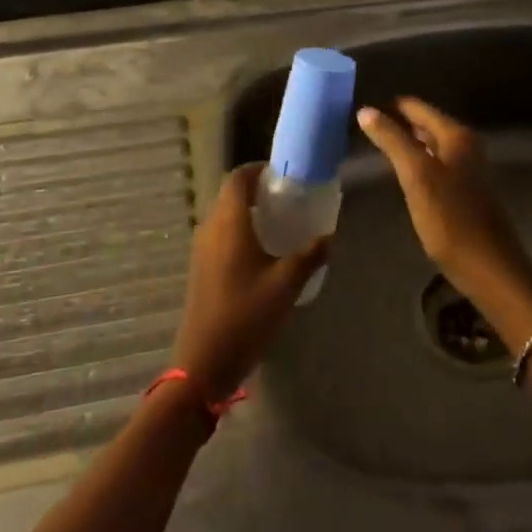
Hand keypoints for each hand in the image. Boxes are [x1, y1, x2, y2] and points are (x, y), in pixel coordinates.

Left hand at [170, 163, 327, 402]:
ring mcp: (202, 249)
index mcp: (229, 222)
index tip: (282, 173)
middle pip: (229, 194)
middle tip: (286, 197)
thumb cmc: (246, 315)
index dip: (257, 169)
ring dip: (247, 211)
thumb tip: (329, 235)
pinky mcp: (201, 268)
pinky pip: (220, 234)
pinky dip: (239, 230)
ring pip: (224, 215)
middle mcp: (211, 228)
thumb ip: (310, 255)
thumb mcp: (286, 284)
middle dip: (256, 189)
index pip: (237, 178)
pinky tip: (262, 252)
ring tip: (278, 222)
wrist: (204, 362)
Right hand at [355, 98, 531, 344]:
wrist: (489, 268)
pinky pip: (432, 164)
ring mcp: (465, 167)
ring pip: (427, 144)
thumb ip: (392, 140)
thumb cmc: (451, 219)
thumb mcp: (416, 176)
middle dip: (394, 124)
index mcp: (455, 134)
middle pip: (422, 123)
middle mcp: (464, 144)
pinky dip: (413, 163)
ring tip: (372, 149)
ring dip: (402, 144)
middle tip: (360, 131)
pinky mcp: (462, 190)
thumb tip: (365, 110)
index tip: (359, 113)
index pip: (414, 106)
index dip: (387, 107)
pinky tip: (397, 175)